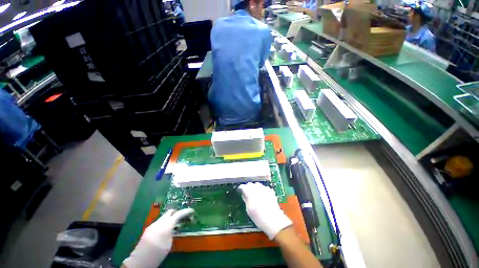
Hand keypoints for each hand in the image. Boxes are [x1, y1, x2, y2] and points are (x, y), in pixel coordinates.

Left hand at [122, 208, 193, 267]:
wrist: (140, 260)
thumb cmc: (157, 253)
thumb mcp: (169, 244)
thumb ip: (172, 232)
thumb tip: (173, 228)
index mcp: (166, 225)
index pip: (178, 214)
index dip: (186, 211)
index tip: (192, 210)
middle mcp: (159, 222)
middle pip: (170, 212)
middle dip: (176, 212)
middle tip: (182, 216)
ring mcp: (153, 225)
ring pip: (164, 217)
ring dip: (170, 217)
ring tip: (174, 224)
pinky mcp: (148, 229)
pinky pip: (159, 222)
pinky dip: (164, 222)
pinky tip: (165, 229)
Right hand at [238, 182, 291, 239]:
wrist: (274, 221)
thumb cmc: (259, 218)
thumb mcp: (249, 210)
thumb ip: (246, 199)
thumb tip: (243, 193)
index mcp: (251, 194)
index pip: (244, 186)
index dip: (241, 188)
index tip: (240, 191)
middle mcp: (258, 189)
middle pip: (251, 184)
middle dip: (248, 187)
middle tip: (247, 193)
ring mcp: (265, 189)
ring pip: (257, 184)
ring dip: (255, 187)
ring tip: (255, 194)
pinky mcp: (270, 191)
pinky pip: (263, 187)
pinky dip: (261, 189)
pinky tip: (262, 195)